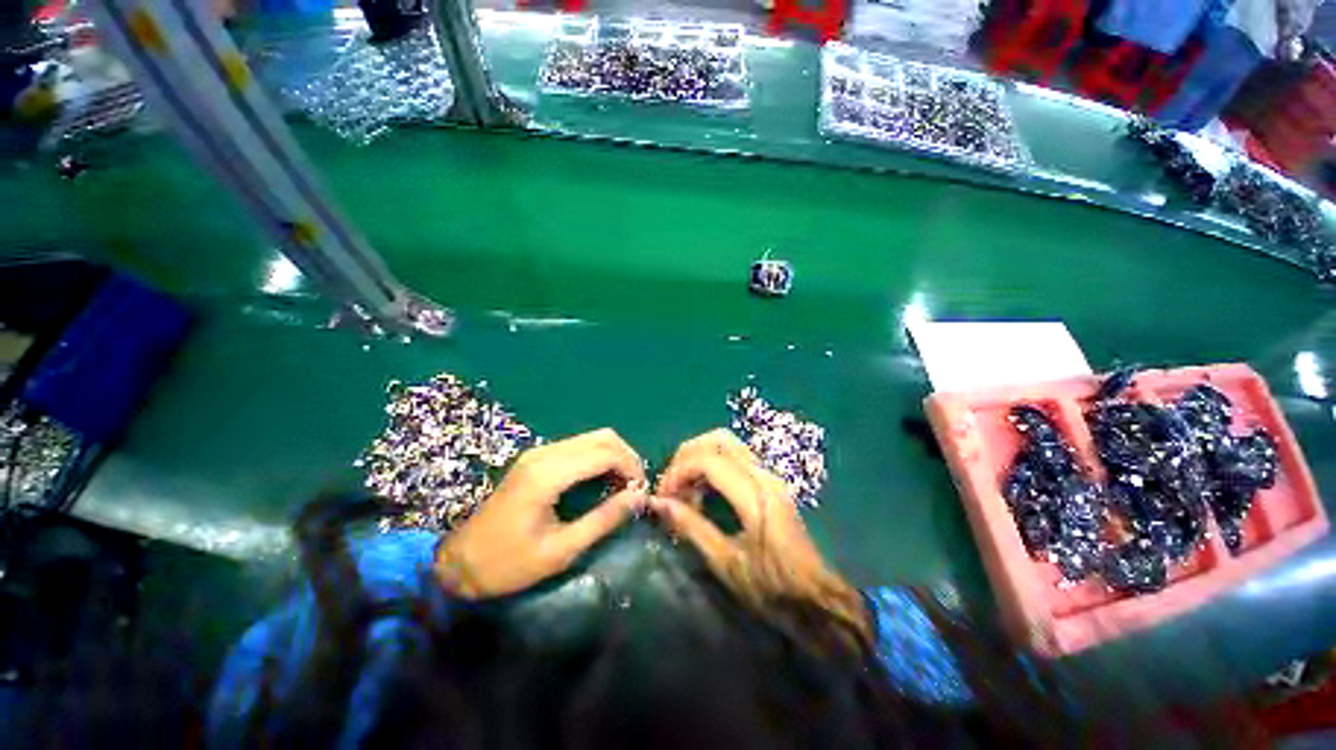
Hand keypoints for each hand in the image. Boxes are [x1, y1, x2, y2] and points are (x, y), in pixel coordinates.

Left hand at [435, 429, 645, 599]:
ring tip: (622, 486)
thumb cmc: (509, 564)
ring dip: (614, 456)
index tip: (642, 492)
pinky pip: (579, 446)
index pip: (605, 453)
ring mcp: (539, 452)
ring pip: (592, 438)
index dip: (631, 467)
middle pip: (603, 437)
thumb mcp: (561, 550)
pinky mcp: (537, 458)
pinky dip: (599, 457)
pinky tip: (602, 480)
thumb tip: (639, 498)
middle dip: (627, 458)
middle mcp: (545, 454)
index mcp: (549, 475)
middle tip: (635, 488)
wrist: (460, 563)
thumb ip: (603, 520)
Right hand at [650, 430, 868, 642]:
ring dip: (699, 457)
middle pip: (718, 439)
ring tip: (684, 488)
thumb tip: (658, 504)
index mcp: (755, 495)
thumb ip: (691, 527)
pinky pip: (735, 456)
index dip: (679, 472)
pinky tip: (703, 490)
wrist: (816, 598)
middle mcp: (763, 475)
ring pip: (728, 443)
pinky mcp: (770, 482)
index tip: (663, 497)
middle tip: (671, 485)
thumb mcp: (726, 563)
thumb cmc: (772, 588)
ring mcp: (769, 475)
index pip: (708, 461)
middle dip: (687, 455)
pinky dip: (712, 463)